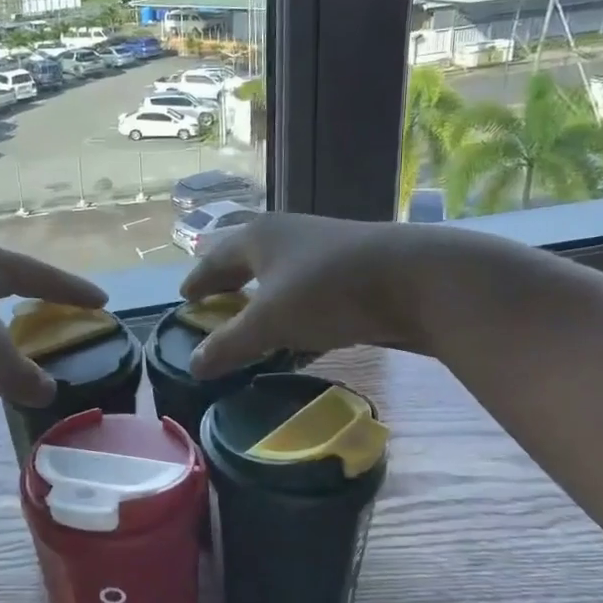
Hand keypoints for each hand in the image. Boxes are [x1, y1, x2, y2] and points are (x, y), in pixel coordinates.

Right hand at [179, 214, 417, 378]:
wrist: (418, 279)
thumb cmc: (327, 290)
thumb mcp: (270, 322)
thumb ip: (229, 344)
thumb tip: (192, 365)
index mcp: (257, 237)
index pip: (214, 259)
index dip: (197, 282)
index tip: (184, 300)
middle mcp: (286, 237)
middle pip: (246, 263)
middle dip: (229, 287)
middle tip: (213, 309)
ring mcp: (321, 253)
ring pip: (280, 279)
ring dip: (262, 303)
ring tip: (250, 329)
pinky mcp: (350, 273)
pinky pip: (308, 296)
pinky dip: (294, 316)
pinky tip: (297, 341)